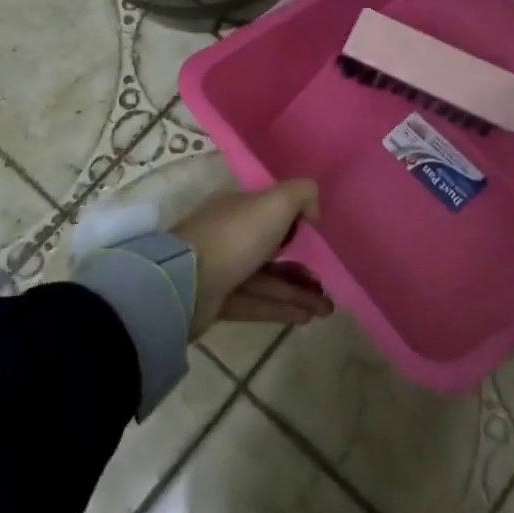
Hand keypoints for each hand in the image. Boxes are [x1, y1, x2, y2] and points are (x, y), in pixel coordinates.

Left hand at [174, 180, 333, 335]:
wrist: (185, 283)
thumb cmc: (234, 236)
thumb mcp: (275, 202)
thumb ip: (302, 194)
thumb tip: (314, 211)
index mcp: (237, 208)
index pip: (270, 213)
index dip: (297, 225)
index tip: (320, 242)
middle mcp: (229, 236)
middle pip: (272, 251)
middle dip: (302, 267)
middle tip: (328, 283)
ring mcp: (221, 270)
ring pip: (267, 281)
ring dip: (298, 293)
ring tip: (327, 308)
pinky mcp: (217, 302)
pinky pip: (257, 303)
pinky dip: (282, 309)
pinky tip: (308, 317)